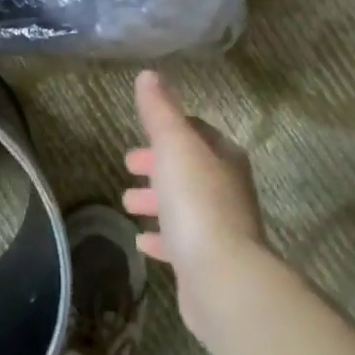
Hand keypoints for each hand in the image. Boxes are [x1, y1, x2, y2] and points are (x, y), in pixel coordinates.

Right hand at [123, 70, 265, 343]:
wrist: (222, 279)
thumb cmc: (196, 202)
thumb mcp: (174, 145)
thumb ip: (161, 110)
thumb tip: (149, 75)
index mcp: (223, 159)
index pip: (197, 133)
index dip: (168, 130)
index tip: (142, 134)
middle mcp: (227, 191)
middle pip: (189, 169)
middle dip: (158, 166)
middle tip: (128, 167)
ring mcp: (220, 230)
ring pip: (183, 206)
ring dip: (156, 201)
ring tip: (127, 204)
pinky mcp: (209, 264)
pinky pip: (180, 244)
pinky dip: (161, 238)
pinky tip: (142, 242)